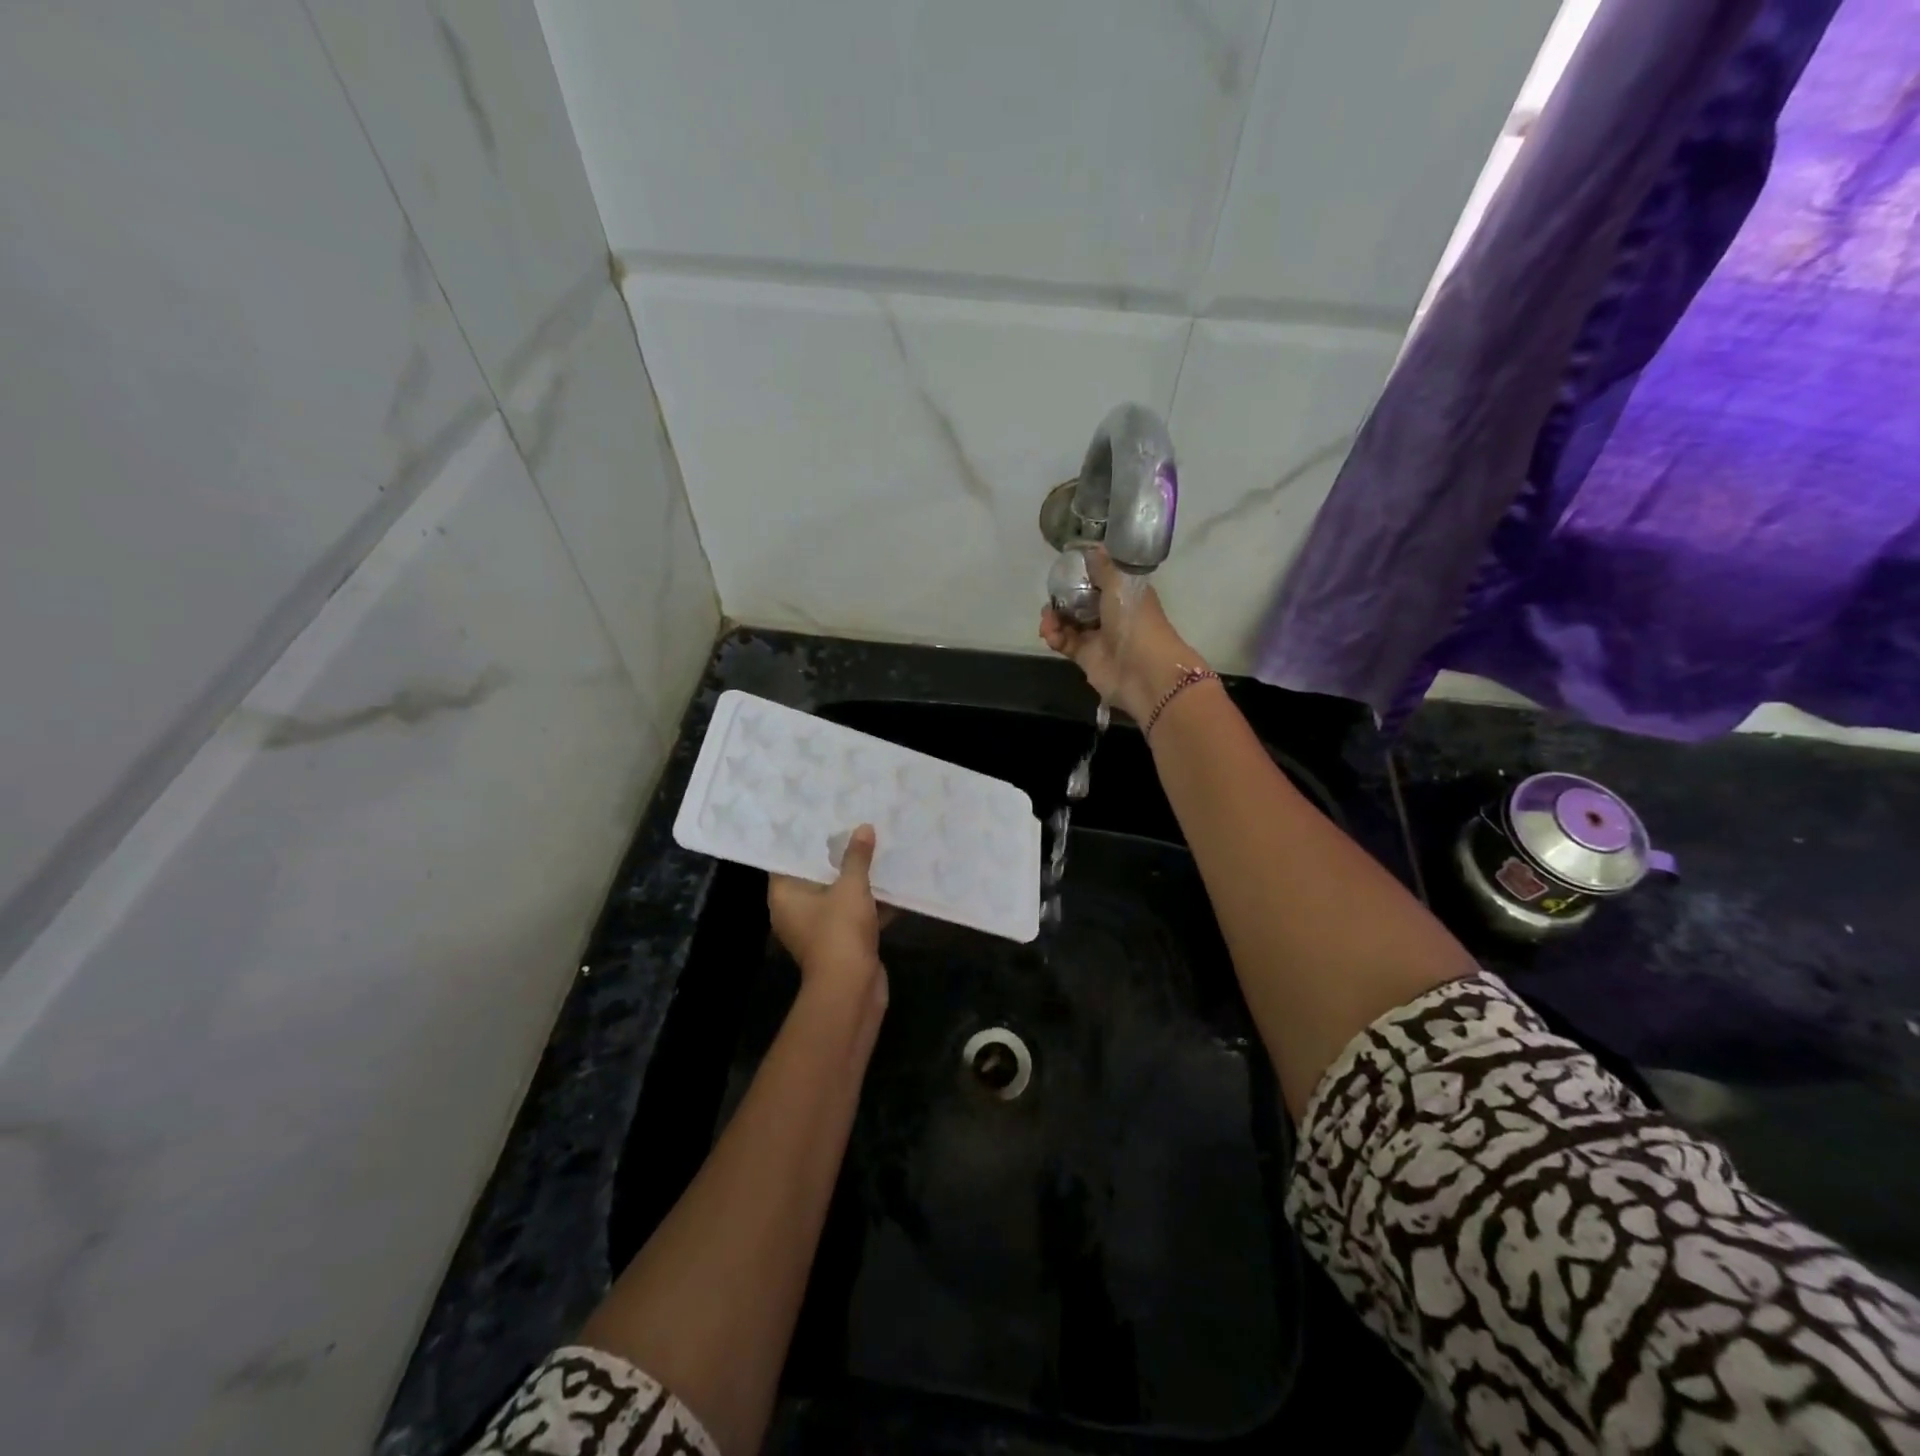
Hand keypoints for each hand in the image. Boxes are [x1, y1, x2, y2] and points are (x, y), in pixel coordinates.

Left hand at [769, 824, 888, 1009]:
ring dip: (858, 879)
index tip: (822, 818)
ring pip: (839, 896)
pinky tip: (893, 882)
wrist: (852, 988)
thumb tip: (863, 828)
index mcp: (785, 896)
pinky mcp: (842, 942)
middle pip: (816, 876)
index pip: (789, 860)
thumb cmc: (839, 931)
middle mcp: (796, 912)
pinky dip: (871, 902)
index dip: (805, 840)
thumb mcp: (850, 888)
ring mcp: (820, 929)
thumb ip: (857, 857)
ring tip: (877, 847)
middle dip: (837, 856)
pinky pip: (855, 914)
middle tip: (855, 826)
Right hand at [1038, 548, 1203, 722]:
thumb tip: (1091, 547)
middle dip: (1061, 598)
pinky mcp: (1086, 657)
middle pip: (1079, 600)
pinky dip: (1055, 637)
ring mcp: (1098, 636)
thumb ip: (1103, 567)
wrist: (1143, 671)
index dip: (1081, 573)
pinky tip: (1051, 634)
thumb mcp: (1120, 584)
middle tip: (1051, 598)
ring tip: (1048, 621)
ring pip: (1068, 622)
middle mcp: (1111, 612)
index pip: (1099, 578)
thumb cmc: (1135, 620)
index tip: (1063, 569)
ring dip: (1054, 618)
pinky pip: (1064, 642)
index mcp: (1124, 592)